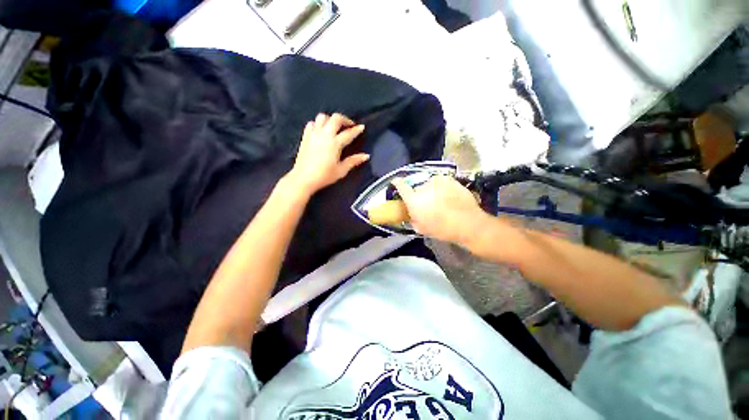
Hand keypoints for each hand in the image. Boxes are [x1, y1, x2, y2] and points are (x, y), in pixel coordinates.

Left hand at [288, 113, 368, 195]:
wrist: (303, 178)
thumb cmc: (324, 176)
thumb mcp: (341, 170)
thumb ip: (353, 161)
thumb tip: (366, 156)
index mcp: (335, 143)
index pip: (348, 133)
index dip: (356, 130)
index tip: (361, 127)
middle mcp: (324, 135)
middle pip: (335, 118)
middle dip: (344, 119)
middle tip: (349, 126)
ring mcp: (313, 134)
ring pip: (322, 117)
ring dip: (330, 119)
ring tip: (334, 127)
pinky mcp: (305, 137)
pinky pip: (311, 123)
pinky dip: (317, 124)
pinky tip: (321, 131)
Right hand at [393, 176, 485, 243]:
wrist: (467, 223)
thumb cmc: (442, 229)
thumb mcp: (421, 228)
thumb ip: (412, 219)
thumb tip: (411, 214)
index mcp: (414, 199)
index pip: (400, 185)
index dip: (397, 183)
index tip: (396, 182)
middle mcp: (423, 186)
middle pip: (416, 186)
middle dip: (418, 193)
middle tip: (426, 202)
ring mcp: (438, 181)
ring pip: (429, 183)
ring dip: (431, 189)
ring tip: (439, 199)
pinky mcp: (450, 179)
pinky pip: (441, 182)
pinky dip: (442, 187)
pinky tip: (449, 196)